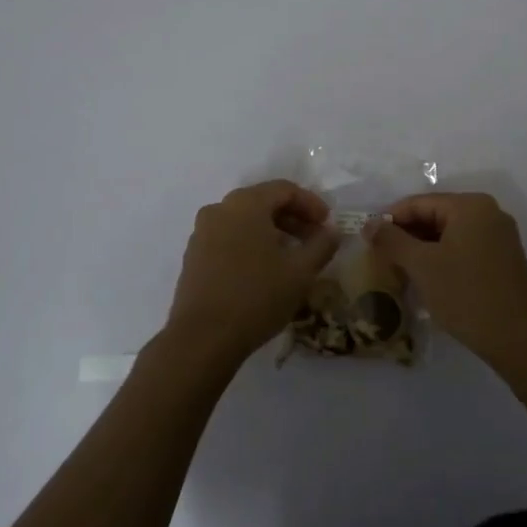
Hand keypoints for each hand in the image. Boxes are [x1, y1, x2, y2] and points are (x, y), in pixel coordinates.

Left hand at [163, 180, 341, 367]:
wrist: (203, 337)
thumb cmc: (257, 296)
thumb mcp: (301, 272)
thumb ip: (322, 245)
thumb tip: (332, 231)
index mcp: (245, 204)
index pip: (284, 189)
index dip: (311, 203)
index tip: (328, 224)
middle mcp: (219, 209)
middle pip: (263, 202)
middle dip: (293, 218)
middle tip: (315, 239)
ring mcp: (202, 233)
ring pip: (244, 221)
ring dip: (272, 232)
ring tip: (292, 256)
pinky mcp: (194, 256)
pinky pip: (228, 238)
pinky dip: (251, 244)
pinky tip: (264, 269)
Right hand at [365, 192, 526, 362]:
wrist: (518, 339)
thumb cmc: (466, 295)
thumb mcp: (422, 266)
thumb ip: (392, 240)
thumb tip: (370, 224)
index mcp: (470, 206)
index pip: (419, 203)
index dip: (390, 220)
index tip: (367, 240)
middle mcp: (488, 213)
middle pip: (435, 215)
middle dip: (406, 235)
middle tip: (380, 257)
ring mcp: (499, 237)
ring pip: (449, 234)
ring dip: (422, 249)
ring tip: (398, 270)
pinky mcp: (503, 259)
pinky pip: (464, 248)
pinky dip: (442, 258)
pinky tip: (426, 279)